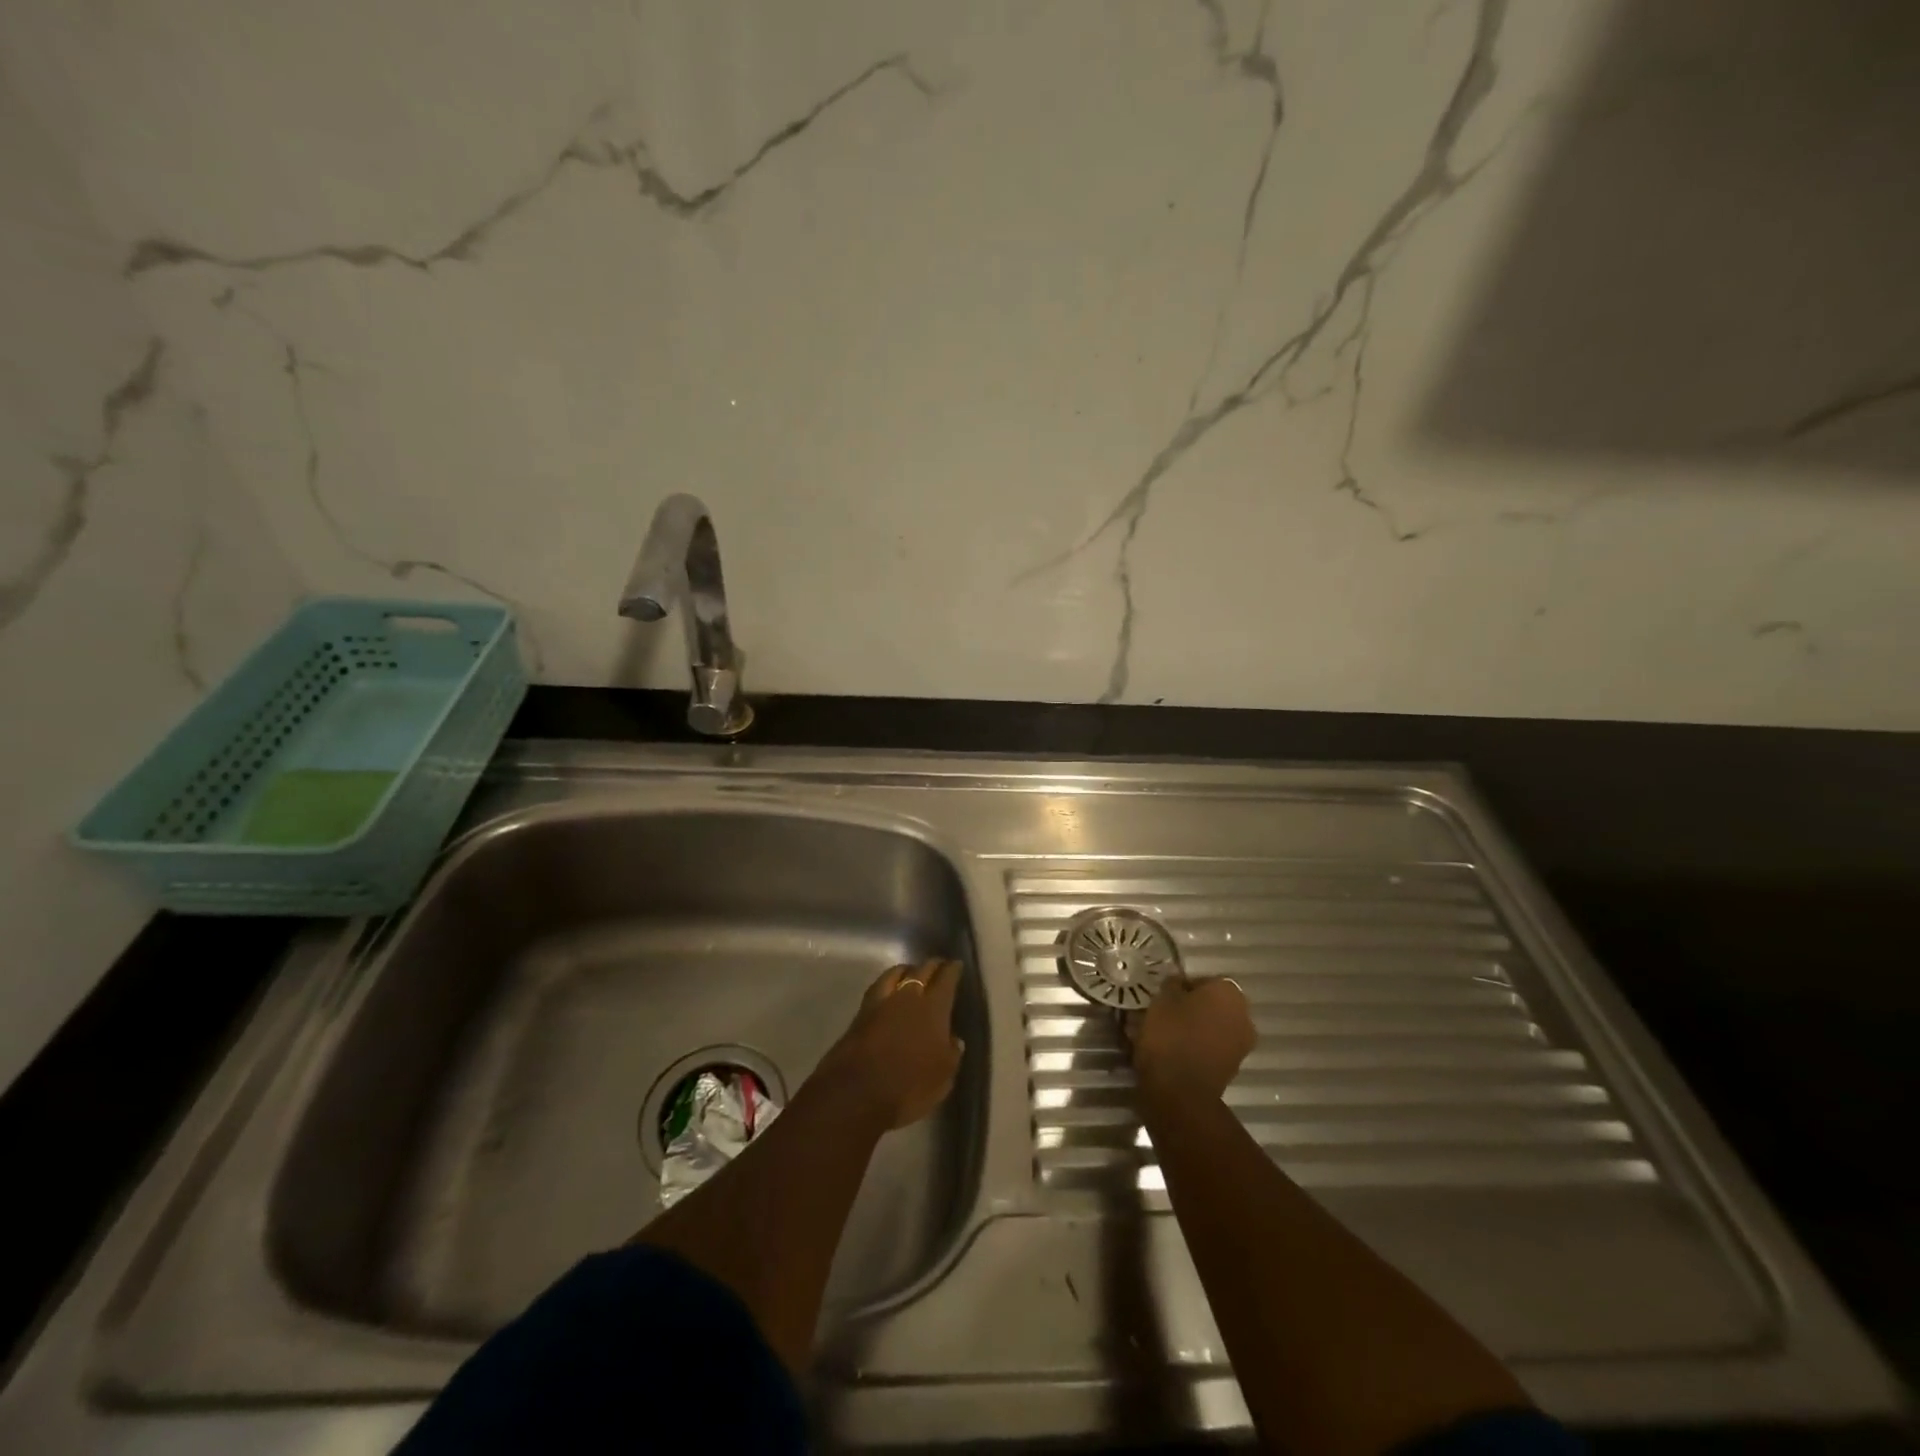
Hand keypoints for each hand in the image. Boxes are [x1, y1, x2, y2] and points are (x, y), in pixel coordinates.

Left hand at [814, 960, 965, 1130]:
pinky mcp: (860, 1013)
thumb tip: (954, 1039)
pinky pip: (879, 987)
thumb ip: (951, 1053)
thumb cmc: (908, 1086)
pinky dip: (888, 983)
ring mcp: (881, 1002)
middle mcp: (908, 996)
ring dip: (907, 970)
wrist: (856, 1093)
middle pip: (922, 970)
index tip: (957, 965)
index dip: (953, 969)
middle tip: (939, 966)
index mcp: (933, 1008)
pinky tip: (889, 989)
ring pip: (896, 973)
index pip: (946, 979)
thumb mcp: (943, 1077)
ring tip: (912, 972)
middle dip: (932, 966)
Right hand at [1131, 975, 1253, 1100]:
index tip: (1164, 996)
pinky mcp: (1233, 1069)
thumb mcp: (1162, 999)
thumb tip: (1179, 984)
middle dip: (1192, 1008)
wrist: (1181, 1092)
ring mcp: (1241, 1045)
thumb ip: (1173, 985)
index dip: (1182, 987)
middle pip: (1212, 1004)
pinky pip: (1212, 1048)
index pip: (1204, 980)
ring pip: (1213, 1027)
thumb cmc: (1171, 1034)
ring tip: (1167, 1035)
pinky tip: (1175, 1053)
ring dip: (1195, 1028)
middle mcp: (1243, 1015)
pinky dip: (1197, 1048)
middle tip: (1165, 1014)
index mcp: (1229, 992)